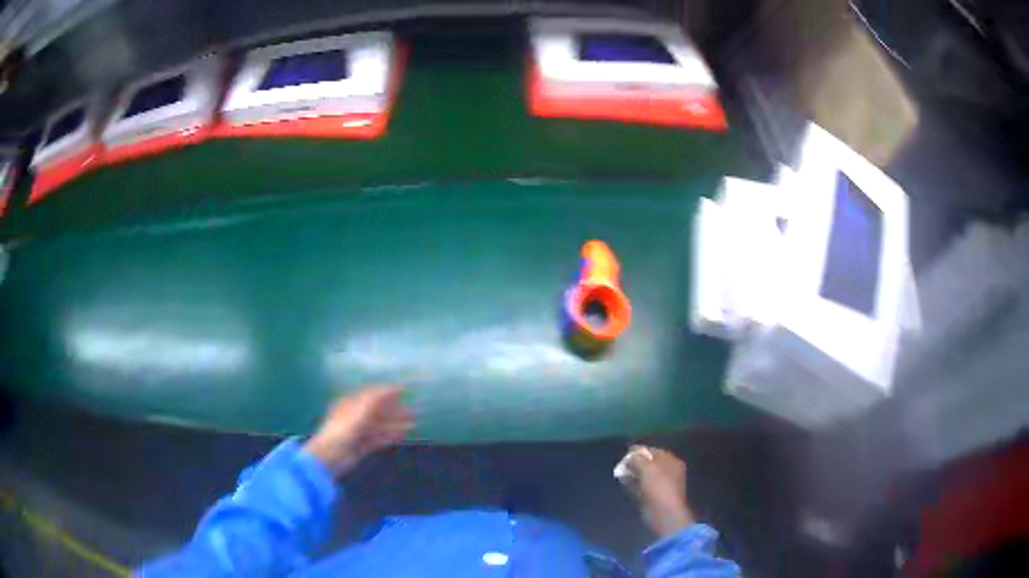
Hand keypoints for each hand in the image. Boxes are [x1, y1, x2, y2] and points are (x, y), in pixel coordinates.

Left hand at [303, 386, 413, 477]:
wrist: (329, 457)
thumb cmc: (342, 430)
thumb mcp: (359, 411)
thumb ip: (375, 399)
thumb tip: (392, 386)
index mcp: (350, 403)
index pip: (372, 394)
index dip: (388, 391)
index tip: (406, 390)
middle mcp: (355, 415)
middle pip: (378, 410)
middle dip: (395, 409)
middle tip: (414, 411)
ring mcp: (358, 431)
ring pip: (380, 425)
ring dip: (396, 423)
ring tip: (414, 423)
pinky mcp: (362, 445)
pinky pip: (379, 437)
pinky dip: (390, 435)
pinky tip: (402, 435)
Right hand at [618, 445, 695, 537]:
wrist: (663, 513)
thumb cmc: (658, 487)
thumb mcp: (647, 468)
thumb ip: (638, 459)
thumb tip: (630, 456)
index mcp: (672, 462)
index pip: (655, 451)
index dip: (641, 450)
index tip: (626, 452)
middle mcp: (669, 472)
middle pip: (650, 463)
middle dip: (636, 463)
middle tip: (622, 464)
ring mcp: (662, 485)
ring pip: (645, 475)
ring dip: (633, 473)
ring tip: (620, 472)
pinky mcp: (654, 496)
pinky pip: (642, 486)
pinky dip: (634, 484)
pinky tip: (624, 482)